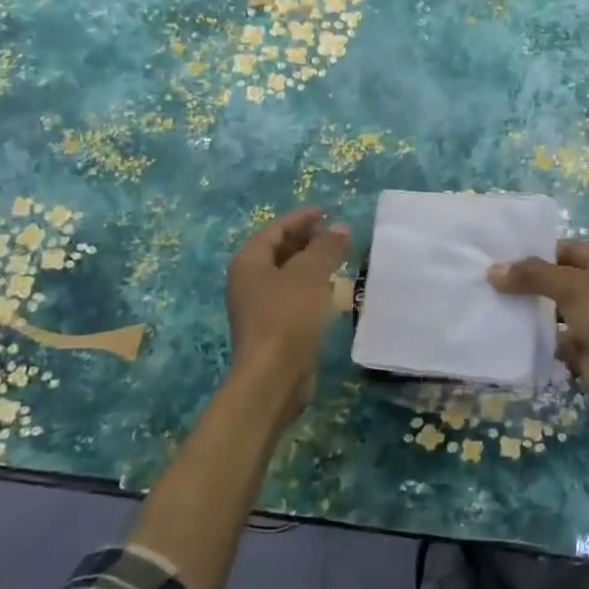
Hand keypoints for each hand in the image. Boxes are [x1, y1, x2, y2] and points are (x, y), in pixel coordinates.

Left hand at [226, 205, 351, 425]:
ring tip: (337, 257)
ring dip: (309, 264)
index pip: (274, 230)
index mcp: (249, 263)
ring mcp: (258, 307)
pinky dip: (310, 286)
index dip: (300, 218)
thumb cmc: (287, 318)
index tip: (326, 211)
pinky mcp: (273, 328)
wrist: (273, 377)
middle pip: (277, 251)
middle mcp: (248, 282)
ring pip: (286, 275)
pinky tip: (330, 291)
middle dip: (305, 239)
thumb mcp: (310, 275)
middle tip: (333, 233)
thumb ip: (326, 248)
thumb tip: (340, 227)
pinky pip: (292, 296)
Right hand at [488, 240, 588, 421]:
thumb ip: (534, 276)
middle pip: (556, 278)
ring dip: (527, 309)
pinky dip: (533, 335)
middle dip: (525, 281)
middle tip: (486, 281)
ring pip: (551, 308)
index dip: (534, 252)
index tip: (499, 257)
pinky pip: (552, 336)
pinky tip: (504, 332)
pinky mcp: (582, 347)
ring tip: (488, 303)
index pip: (563, 249)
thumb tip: (493, 271)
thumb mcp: (574, 288)